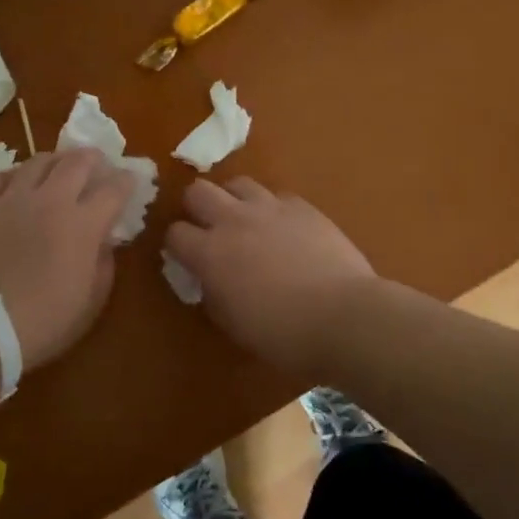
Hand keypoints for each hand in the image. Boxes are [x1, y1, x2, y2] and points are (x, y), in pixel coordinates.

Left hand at [0, 148, 134, 371]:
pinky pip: (3, 176)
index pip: (114, 189)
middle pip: (77, 161)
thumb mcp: (90, 302)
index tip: (130, 181)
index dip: (126, 181)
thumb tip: (104, 241)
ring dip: (56, 161)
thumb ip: (103, 264)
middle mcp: (51, 200)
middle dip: (93, 159)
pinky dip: (17, 175)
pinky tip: (19, 183)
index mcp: (83, 224)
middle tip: (97, 164)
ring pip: (39, 160)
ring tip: (58, 168)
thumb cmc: (41, 321)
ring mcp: (13, 198)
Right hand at [165, 177, 376, 371]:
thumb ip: (213, 294)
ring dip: (233, 200)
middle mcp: (233, 221)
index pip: (174, 233)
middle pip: (197, 191)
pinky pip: (277, 195)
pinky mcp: (302, 206)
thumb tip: (210, 280)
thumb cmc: (283, 334)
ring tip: (245, 220)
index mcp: (210, 253)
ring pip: (237, 183)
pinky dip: (272, 208)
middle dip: (196, 208)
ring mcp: (269, 208)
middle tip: (209, 229)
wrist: (344, 316)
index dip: (177, 245)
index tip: (186, 258)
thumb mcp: (234, 324)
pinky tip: (283, 227)